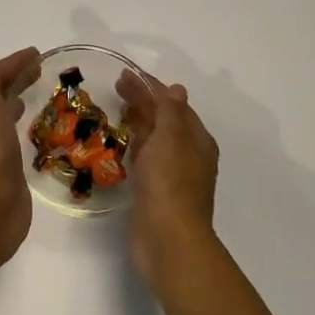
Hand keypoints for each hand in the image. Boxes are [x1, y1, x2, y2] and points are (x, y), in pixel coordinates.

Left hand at [0, 26, 40, 266]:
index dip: (13, 63)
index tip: (38, 53)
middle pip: (0, 94)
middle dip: (18, 79)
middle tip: (45, 70)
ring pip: (8, 117)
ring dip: (21, 102)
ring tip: (46, 96)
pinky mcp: (12, 172)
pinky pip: (20, 142)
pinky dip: (28, 131)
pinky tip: (43, 134)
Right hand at [118, 69, 220, 297]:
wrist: (168, 240)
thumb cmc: (170, 183)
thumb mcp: (171, 138)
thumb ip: (170, 111)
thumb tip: (176, 88)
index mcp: (197, 140)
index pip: (174, 104)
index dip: (151, 87)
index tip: (126, 74)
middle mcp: (189, 155)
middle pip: (165, 120)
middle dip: (143, 101)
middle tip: (116, 86)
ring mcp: (173, 175)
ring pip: (155, 139)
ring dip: (139, 122)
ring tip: (117, 108)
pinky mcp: (156, 192)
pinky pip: (146, 159)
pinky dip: (136, 145)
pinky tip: (123, 142)